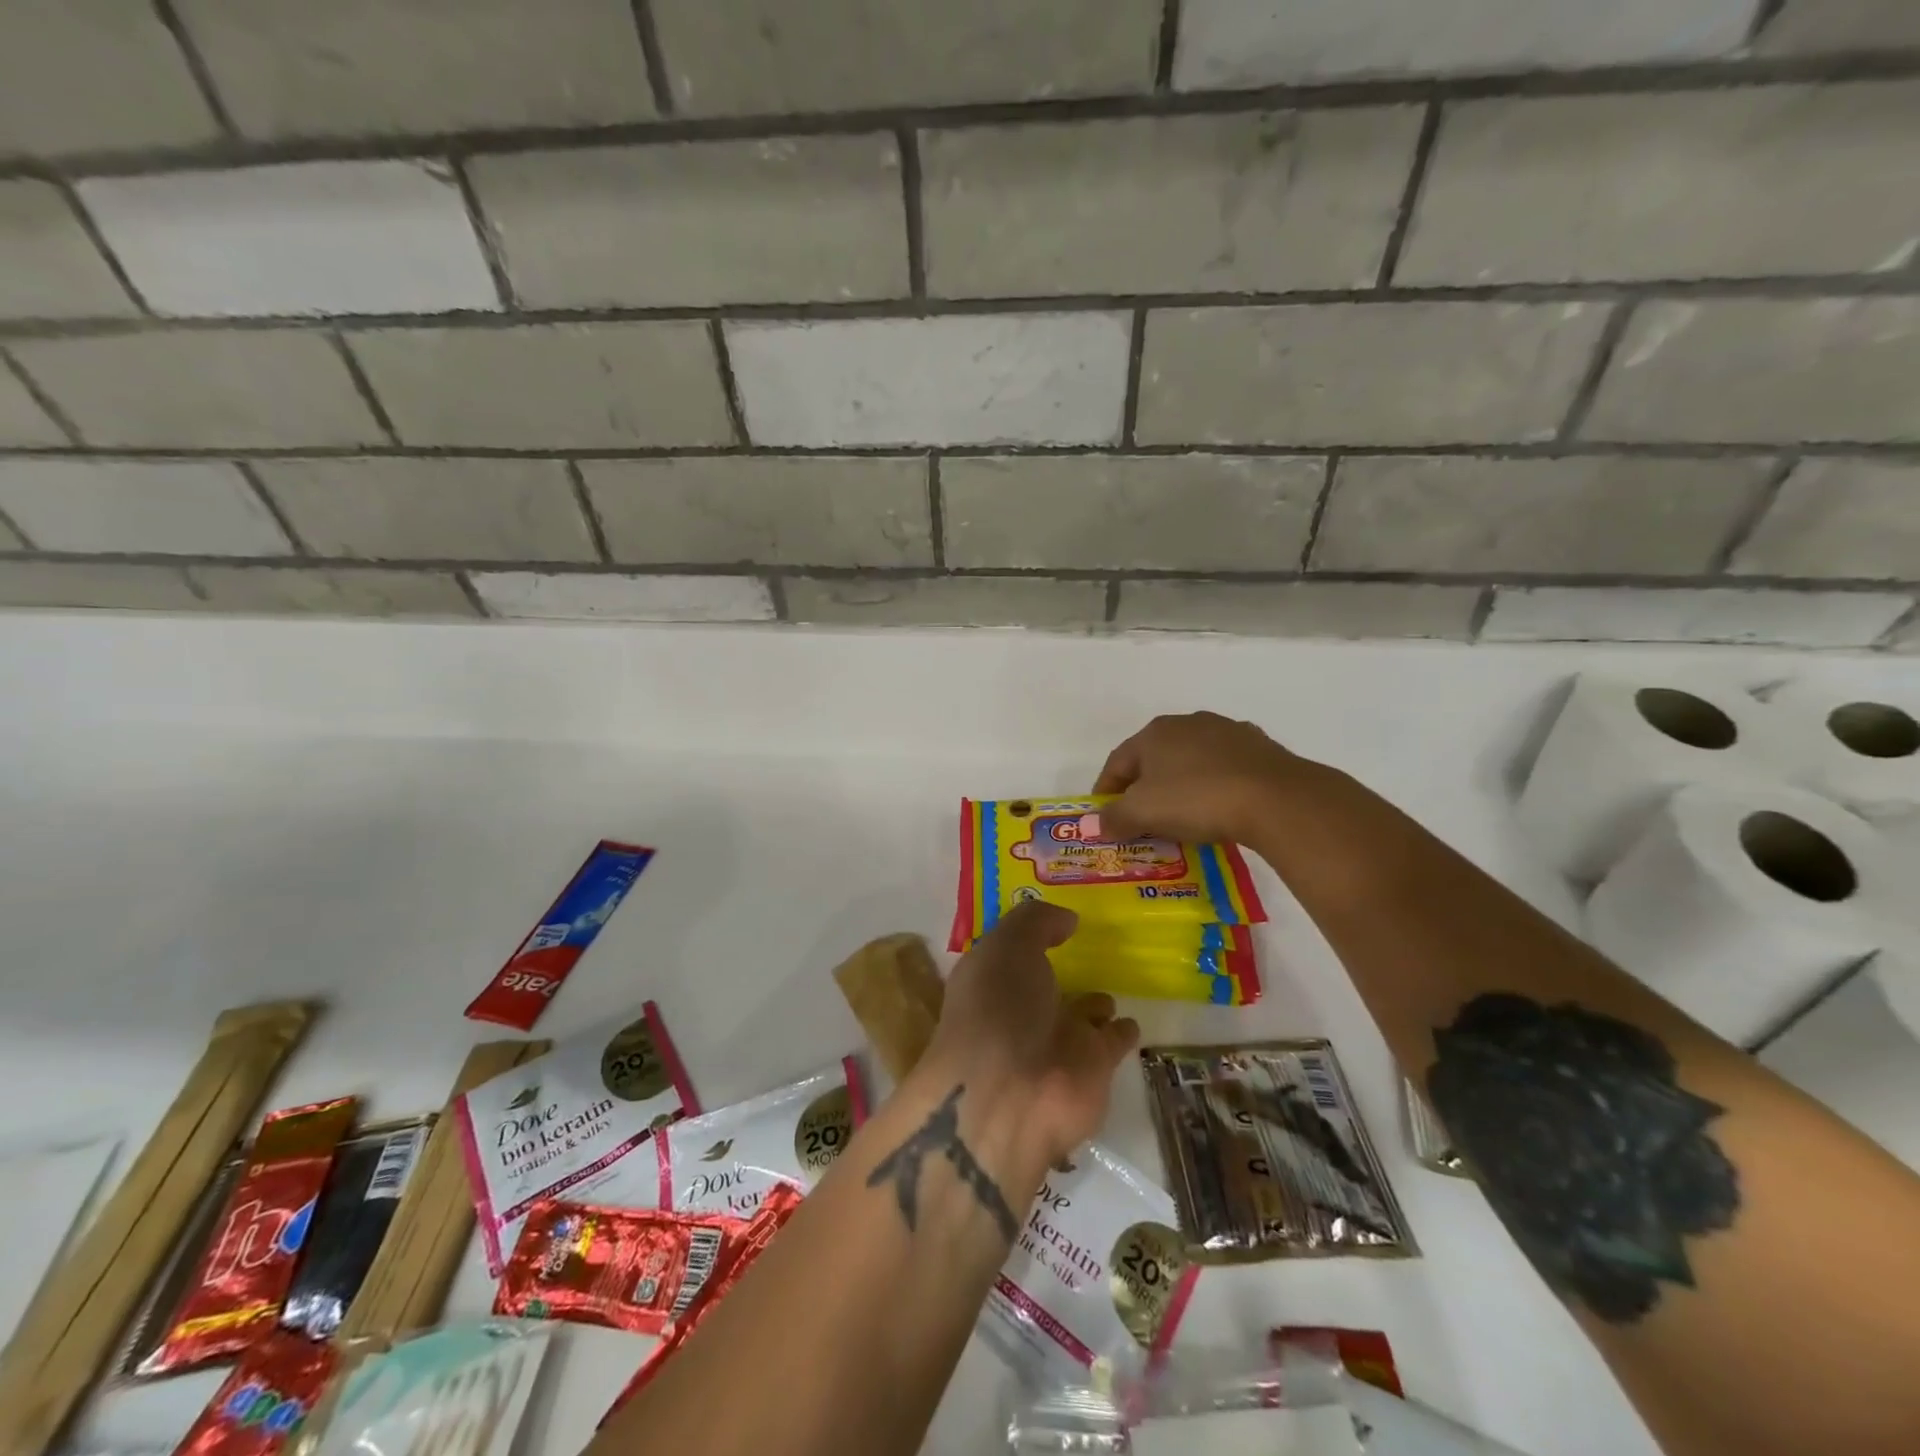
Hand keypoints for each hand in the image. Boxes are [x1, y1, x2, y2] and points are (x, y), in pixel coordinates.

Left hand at [918, 902, 1139, 1168]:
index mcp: (990, 981)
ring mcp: (1054, 1042)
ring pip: (1078, 1015)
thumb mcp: (1009, 944)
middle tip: (1091, 948)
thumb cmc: (998, 1007)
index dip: (1024, 937)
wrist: (1012, 1094)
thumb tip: (1067, 919)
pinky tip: (1132, 1020)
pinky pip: (1111, 1042)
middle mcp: (1019, 1011)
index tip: (1050, 918)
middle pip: (1042, 985)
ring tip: (1111, 985)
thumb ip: (1037, 922)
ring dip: (1092, 1003)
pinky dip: (1121, 1031)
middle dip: (1058, 971)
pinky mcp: (1091, 1069)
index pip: (1007, 954)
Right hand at [1094, 711, 1305, 846]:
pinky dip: (1216, 785)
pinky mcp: (1260, 747)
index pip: (1117, 762)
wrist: (1275, 798)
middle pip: (1154, 759)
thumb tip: (1100, 823)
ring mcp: (1227, 731)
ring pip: (1191, 761)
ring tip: (1182, 816)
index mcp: (1154, 733)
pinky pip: (1225, 768)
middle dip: (1144, 787)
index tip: (1104, 818)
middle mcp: (1188, 723)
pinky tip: (1221, 806)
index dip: (1106, 791)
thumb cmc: (1196, 799)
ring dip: (1181, 784)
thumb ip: (1114, 817)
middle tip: (1141, 818)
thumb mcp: (1142, 813)